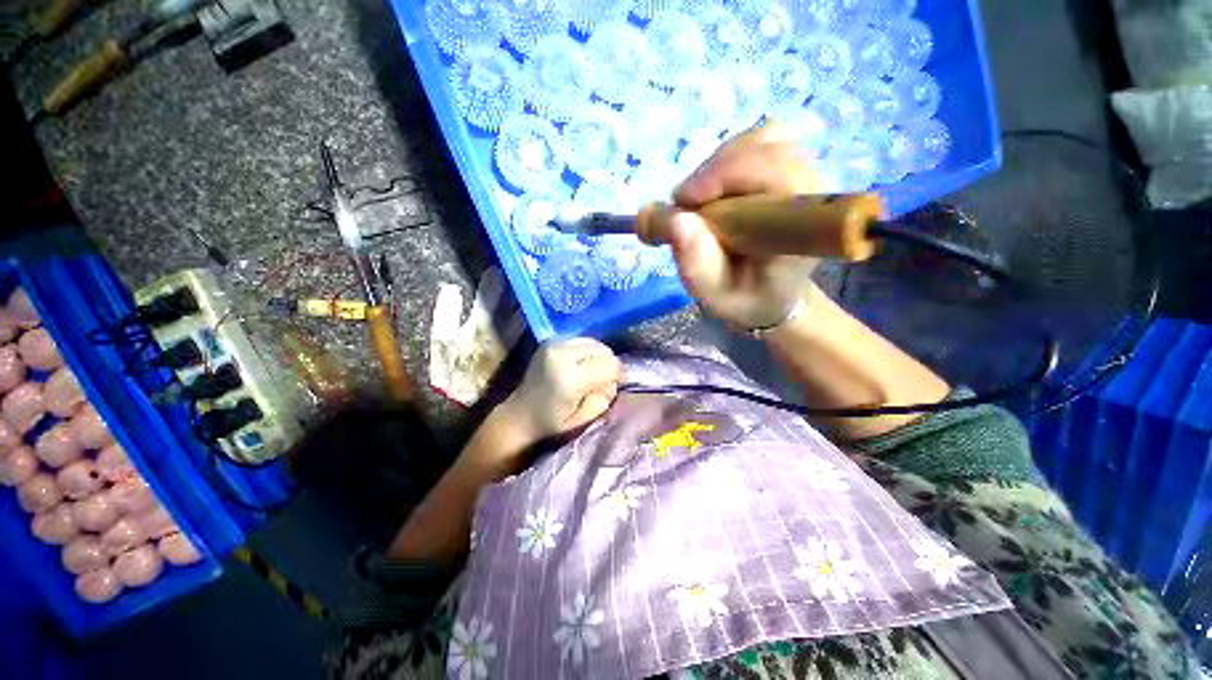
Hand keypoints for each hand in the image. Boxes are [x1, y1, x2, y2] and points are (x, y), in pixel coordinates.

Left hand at [501, 338, 620, 441]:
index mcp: (569, 377)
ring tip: (591, 372)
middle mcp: (561, 354)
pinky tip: (581, 365)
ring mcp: (554, 344)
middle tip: (602, 381)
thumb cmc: (553, 422)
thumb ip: (605, 395)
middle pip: (604, 350)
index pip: (610, 364)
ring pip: (595, 343)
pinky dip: (588, 352)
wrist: (520, 414)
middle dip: (609, 365)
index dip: (619, 374)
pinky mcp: (551, 340)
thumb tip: (616, 378)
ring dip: (599, 357)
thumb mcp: (585, 418)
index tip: (618, 384)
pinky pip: (583, 340)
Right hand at [648, 124, 830, 329]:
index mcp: (804, 224)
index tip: (684, 203)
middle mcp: (812, 188)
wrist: (771, 294)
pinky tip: (716, 192)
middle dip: (712, 174)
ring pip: (758, 140)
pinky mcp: (791, 166)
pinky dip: (726, 161)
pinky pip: (757, 142)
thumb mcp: (716, 295)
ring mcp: (805, 171)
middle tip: (685, 208)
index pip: (773, 170)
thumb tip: (676, 220)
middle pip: (762, 148)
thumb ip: (698, 265)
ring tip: (701, 204)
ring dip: (717, 167)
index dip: (723, 175)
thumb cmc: (746, 297)